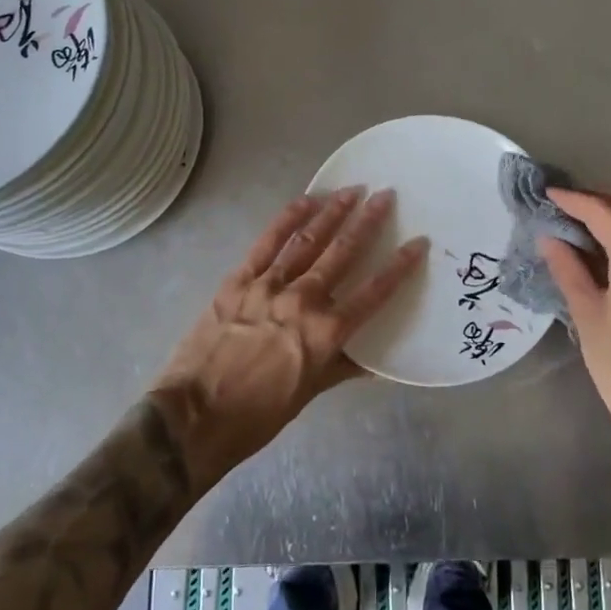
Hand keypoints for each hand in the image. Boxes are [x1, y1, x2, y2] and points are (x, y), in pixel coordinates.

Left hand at [151, 187, 427, 484]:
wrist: (192, 418)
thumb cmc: (257, 416)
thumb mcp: (308, 394)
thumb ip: (341, 367)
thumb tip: (374, 361)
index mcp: (326, 334)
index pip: (374, 293)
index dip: (399, 266)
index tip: (418, 242)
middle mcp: (303, 301)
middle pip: (342, 253)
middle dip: (367, 221)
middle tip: (385, 195)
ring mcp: (268, 287)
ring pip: (307, 241)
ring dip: (331, 212)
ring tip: (351, 191)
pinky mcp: (238, 281)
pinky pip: (267, 243)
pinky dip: (287, 220)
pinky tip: (305, 201)